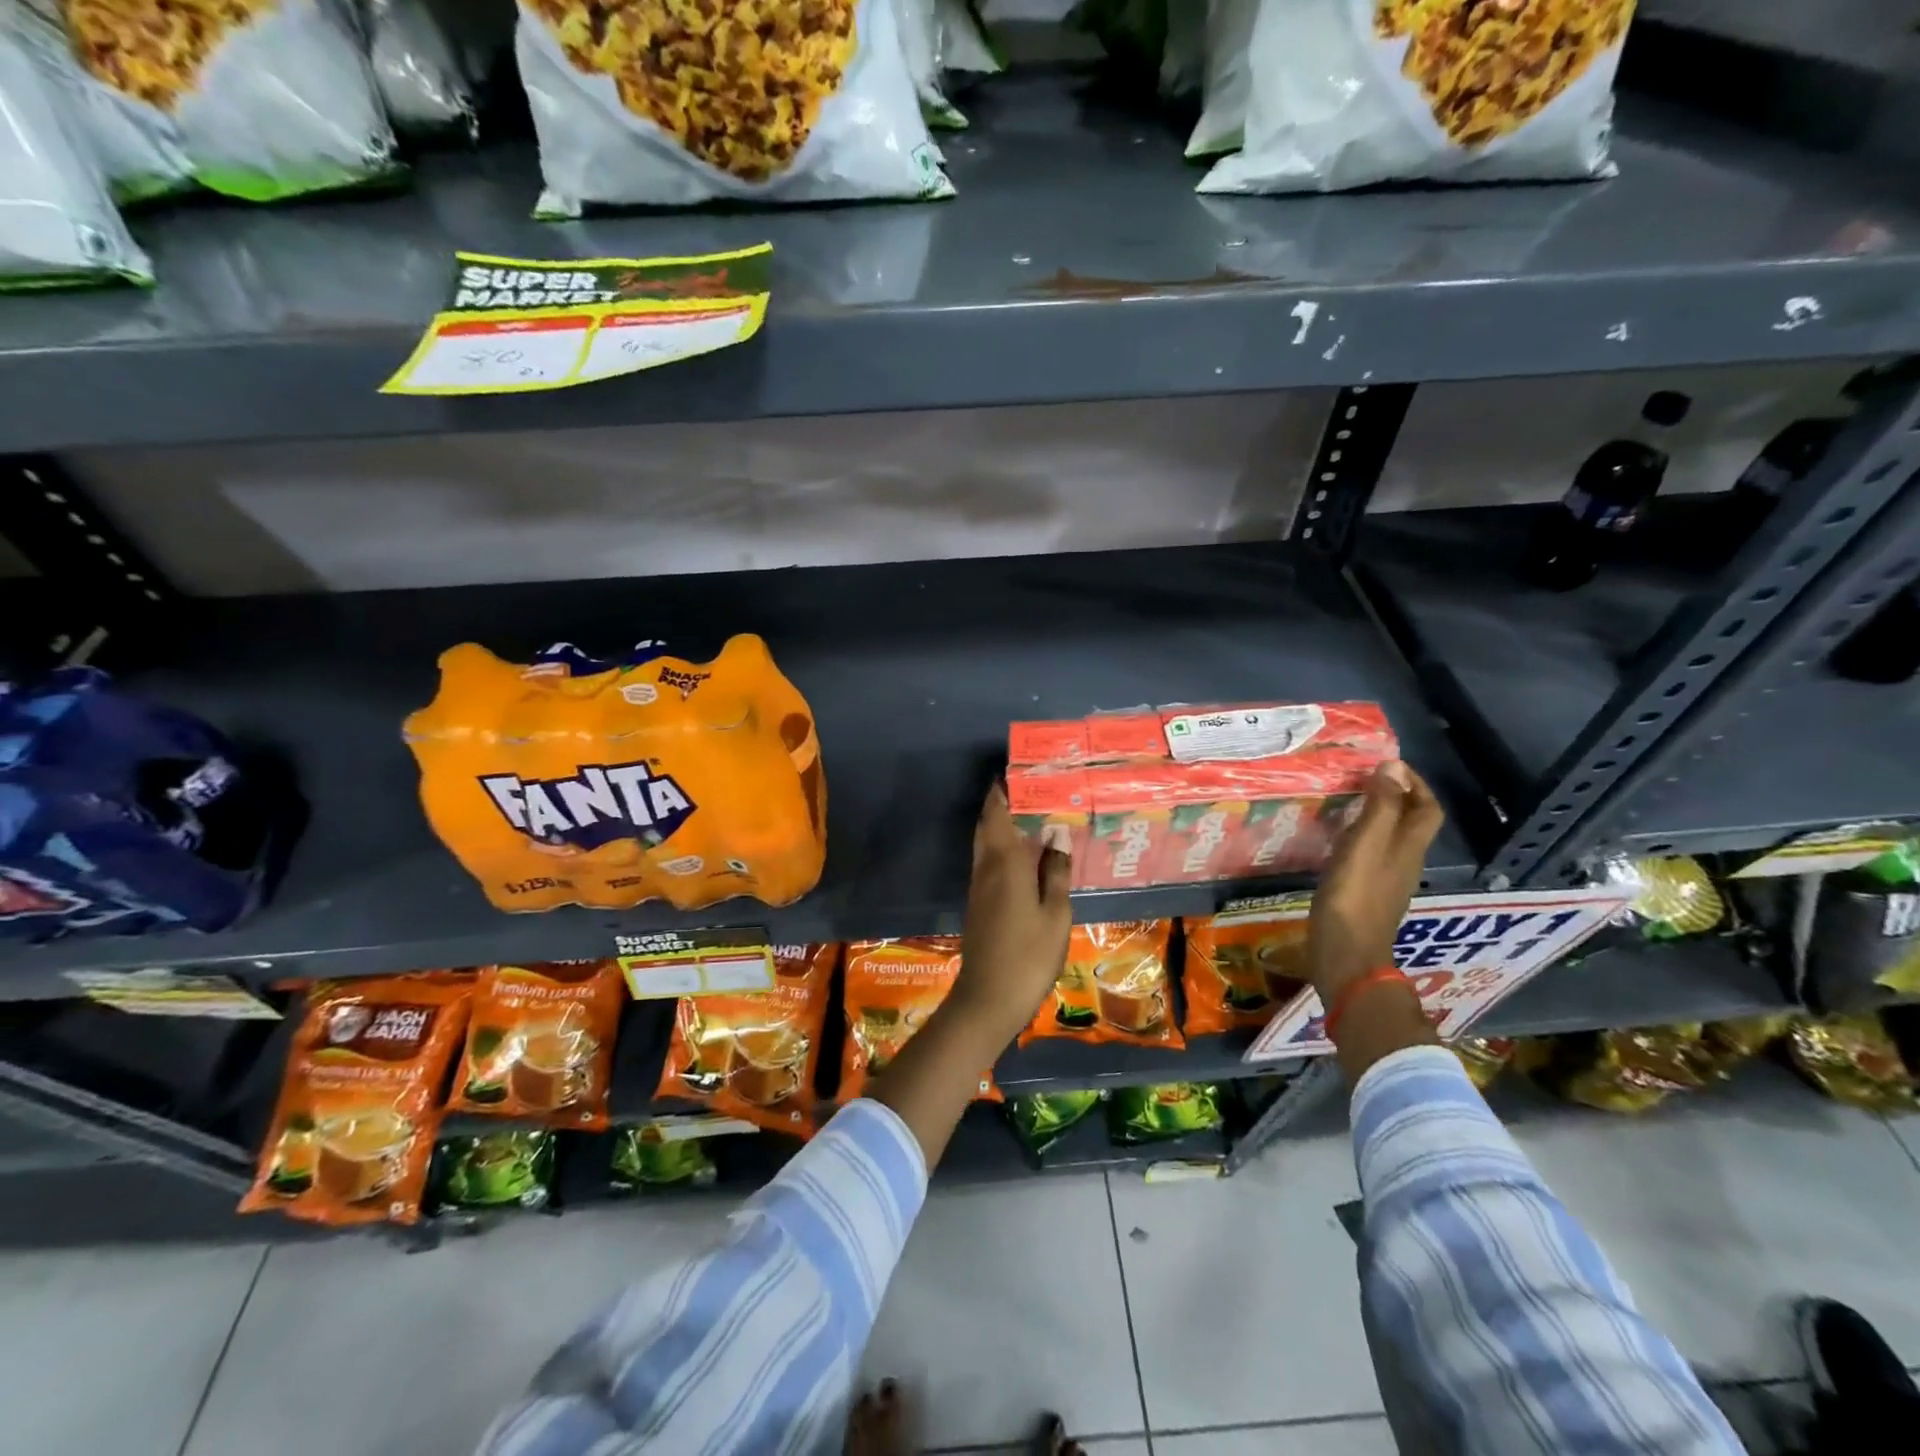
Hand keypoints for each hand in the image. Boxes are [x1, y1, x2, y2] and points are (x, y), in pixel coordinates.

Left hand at [948, 783, 1073, 1047]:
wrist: (988, 998)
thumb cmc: (1029, 954)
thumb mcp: (1054, 914)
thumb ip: (1055, 872)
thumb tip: (1057, 835)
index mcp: (1005, 862)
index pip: (998, 814)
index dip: (1003, 791)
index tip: (1017, 771)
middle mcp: (987, 867)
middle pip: (988, 824)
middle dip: (1001, 803)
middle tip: (1028, 788)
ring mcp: (979, 886)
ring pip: (986, 843)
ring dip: (1001, 824)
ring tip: (1030, 814)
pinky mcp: (979, 903)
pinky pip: (989, 861)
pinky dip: (1002, 847)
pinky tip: (1024, 855)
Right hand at [1307, 761, 1443, 1005]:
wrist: (1345, 954)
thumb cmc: (1354, 896)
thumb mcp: (1365, 844)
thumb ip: (1379, 806)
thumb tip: (1393, 765)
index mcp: (1408, 847)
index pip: (1427, 807)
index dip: (1415, 784)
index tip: (1388, 766)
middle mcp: (1404, 861)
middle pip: (1411, 823)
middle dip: (1395, 797)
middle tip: (1363, 780)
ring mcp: (1386, 880)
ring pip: (1390, 839)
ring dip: (1376, 817)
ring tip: (1346, 803)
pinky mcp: (1365, 894)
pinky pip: (1370, 856)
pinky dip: (1360, 839)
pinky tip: (1336, 840)